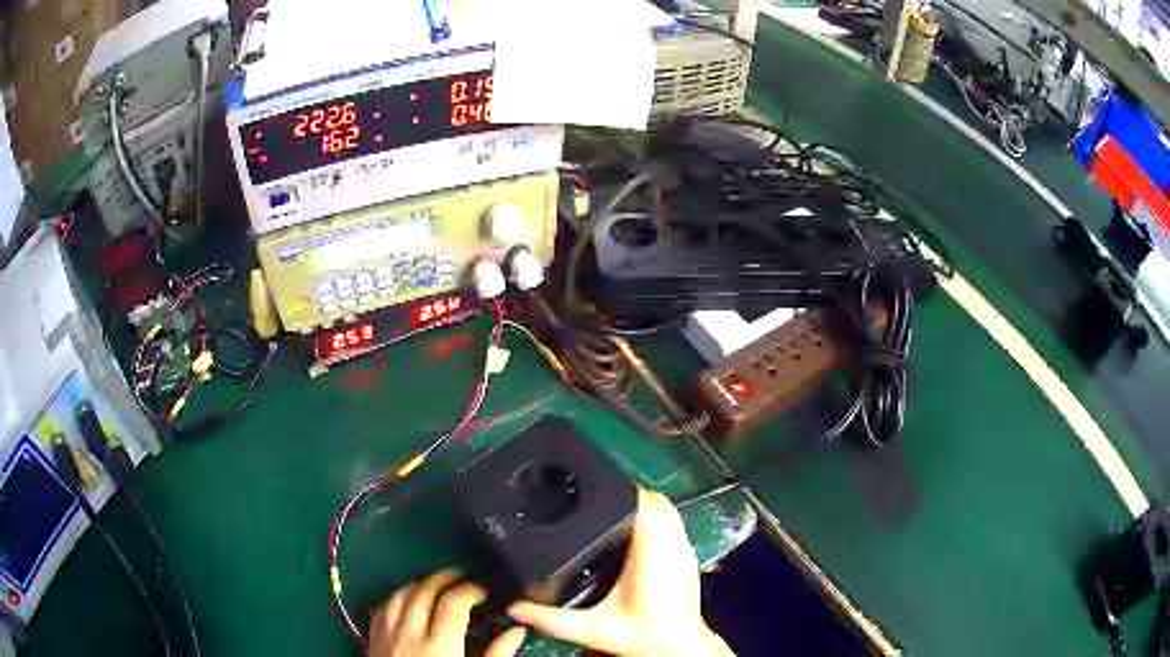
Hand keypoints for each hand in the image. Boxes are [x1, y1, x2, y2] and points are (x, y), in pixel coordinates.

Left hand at [368, 569, 525, 656]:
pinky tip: (405, 601)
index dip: (470, 589)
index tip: (483, 590)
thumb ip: (496, 656)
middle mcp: (408, 635)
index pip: (453, 602)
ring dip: (418, 584)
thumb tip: (516, 631)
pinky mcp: (371, 642)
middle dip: (444, 578)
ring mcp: (385, 636)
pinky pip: (380, 609)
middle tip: (462, 577)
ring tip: (434, 584)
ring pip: (398, 595)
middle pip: (423, 591)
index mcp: (439, 646)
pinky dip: (395, 599)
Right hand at [507, 489, 732, 656]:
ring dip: (644, 506)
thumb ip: (551, 619)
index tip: (597, 491)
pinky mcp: (689, 558)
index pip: (646, 504)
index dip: (623, 492)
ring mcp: (685, 551)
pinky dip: (657, 519)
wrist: (679, 649)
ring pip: (668, 510)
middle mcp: (673, 547)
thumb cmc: (642, 637)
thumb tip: (515, 606)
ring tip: (613, 511)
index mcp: (652, 556)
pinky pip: (675, 524)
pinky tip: (636, 531)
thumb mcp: (591, 629)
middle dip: (628, 496)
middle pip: (656, 501)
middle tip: (598, 501)